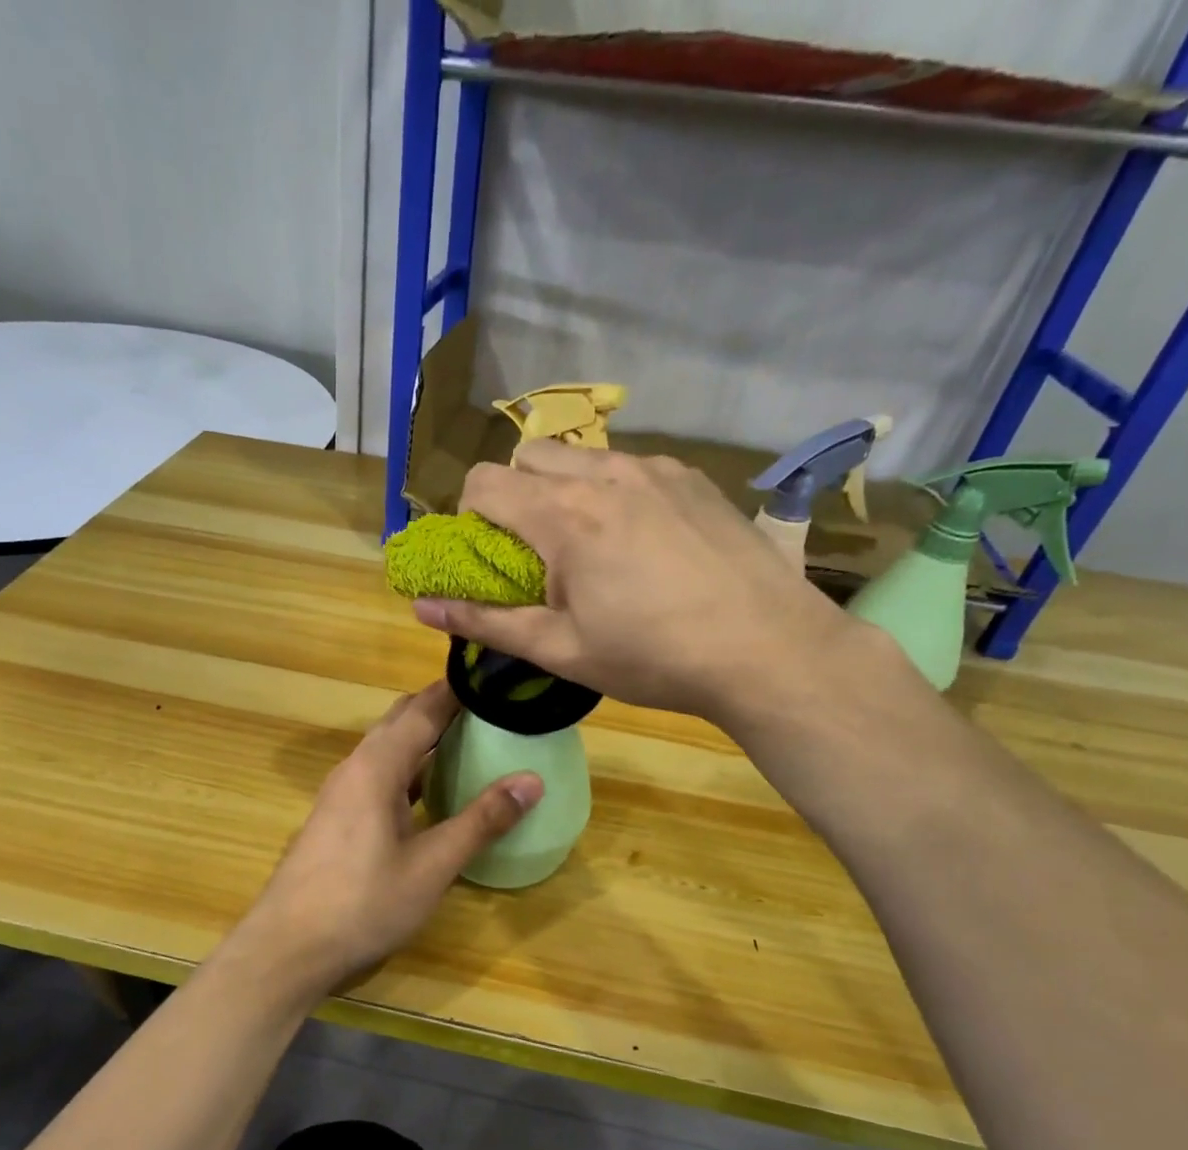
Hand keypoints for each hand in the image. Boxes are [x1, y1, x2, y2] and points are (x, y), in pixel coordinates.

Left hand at [232, 682, 540, 1003]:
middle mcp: (354, 768)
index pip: (423, 709)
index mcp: (376, 767)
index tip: (499, 680)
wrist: (287, 948)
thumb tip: (531, 780)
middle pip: (401, 721)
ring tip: (471, 741)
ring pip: (387, 749)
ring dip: (425, 740)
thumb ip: (481, 821)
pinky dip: (409, 770)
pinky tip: (432, 790)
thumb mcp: (432, 866)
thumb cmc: (363, 904)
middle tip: (492, 710)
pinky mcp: (337, 817)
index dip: (459, 690)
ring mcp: (341, 793)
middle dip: (443, 708)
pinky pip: (378, 776)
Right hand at [412, 441, 862, 727]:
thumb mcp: (560, 649)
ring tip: (592, 549)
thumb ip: (486, 621)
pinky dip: (614, 493)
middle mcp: (605, 475)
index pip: (483, 481)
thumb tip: (420, 607)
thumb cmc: (653, 658)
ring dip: (565, 490)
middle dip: (514, 494)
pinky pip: (631, 468)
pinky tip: (644, 544)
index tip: (490, 558)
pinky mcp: (693, 478)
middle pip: (528, 454)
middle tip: (536, 552)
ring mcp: (655, 469)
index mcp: (564, 516)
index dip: (470, 517)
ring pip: (582, 457)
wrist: (768, 649)